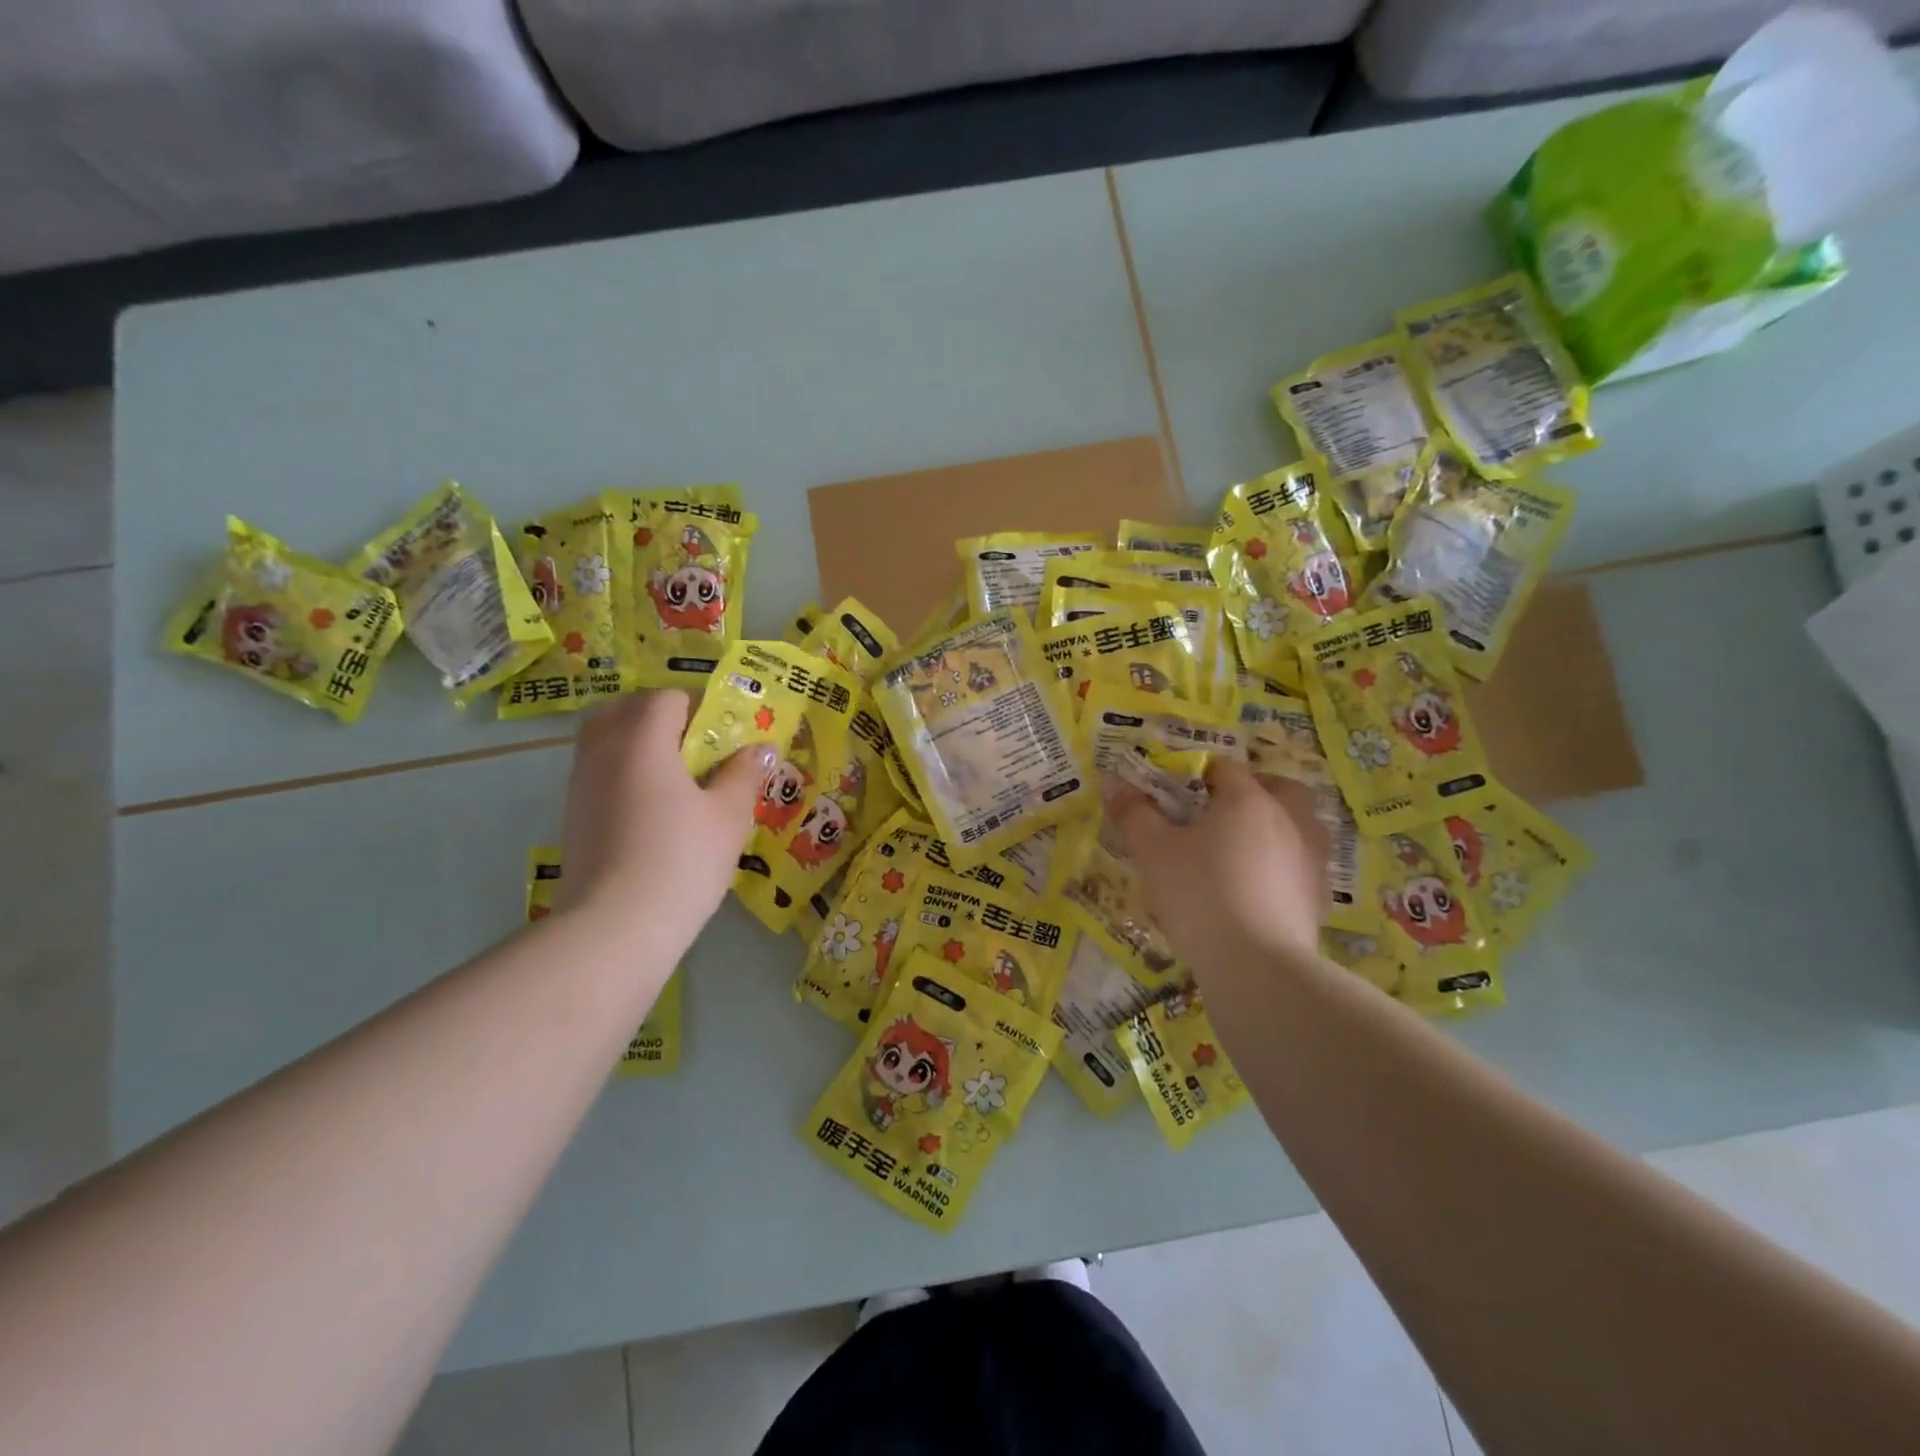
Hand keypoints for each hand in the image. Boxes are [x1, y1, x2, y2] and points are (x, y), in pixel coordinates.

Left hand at [556, 691, 771, 948]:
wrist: (615, 928)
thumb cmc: (682, 861)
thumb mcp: (728, 816)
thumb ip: (744, 774)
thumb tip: (763, 748)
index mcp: (643, 739)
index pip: (665, 698)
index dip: (698, 707)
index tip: (723, 735)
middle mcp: (603, 751)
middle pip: (623, 709)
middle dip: (657, 717)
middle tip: (693, 747)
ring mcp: (580, 785)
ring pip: (604, 741)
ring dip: (636, 744)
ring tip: (675, 779)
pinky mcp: (573, 817)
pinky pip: (597, 773)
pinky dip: (622, 774)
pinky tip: (651, 811)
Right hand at [1110, 760, 1326, 973]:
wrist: (1256, 966)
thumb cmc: (1200, 895)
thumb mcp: (1152, 852)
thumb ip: (1133, 814)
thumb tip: (1112, 783)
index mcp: (1248, 799)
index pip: (1225, 769)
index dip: (1200, 775)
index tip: (1179, 794)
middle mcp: (1288, 819)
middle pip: (1279, 788)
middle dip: (1255, 791)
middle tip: (1223, 812)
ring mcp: (1311, 858)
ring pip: (1301, 825)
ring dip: (1277, 826)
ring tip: (1243, 849)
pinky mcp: (1318, 896)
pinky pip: (1303, 864)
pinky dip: (1285, 865)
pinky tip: (1259, 887)